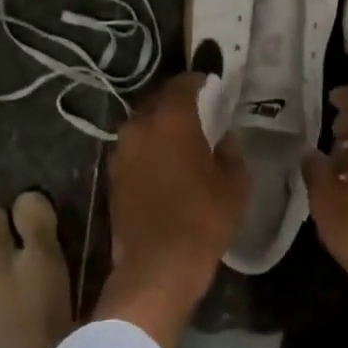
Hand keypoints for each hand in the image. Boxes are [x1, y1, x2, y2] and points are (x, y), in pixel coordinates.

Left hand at [95, 72, 248, 347]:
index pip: (182, 84)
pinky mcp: (112, 177)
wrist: (157, 266)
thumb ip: (231, 153)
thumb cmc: (203, 219)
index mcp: (171, 120)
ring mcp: (121, 153)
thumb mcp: (235, 184)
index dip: (198, 80)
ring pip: (142, 126)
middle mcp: (139, 128)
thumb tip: (224, 138)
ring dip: (159, 126)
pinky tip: (164, 164)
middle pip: (157, 101)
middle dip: (176, 102)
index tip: (211, 84)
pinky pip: (133, 150)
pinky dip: (148, 149)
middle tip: (197, 109)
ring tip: (180, 137)